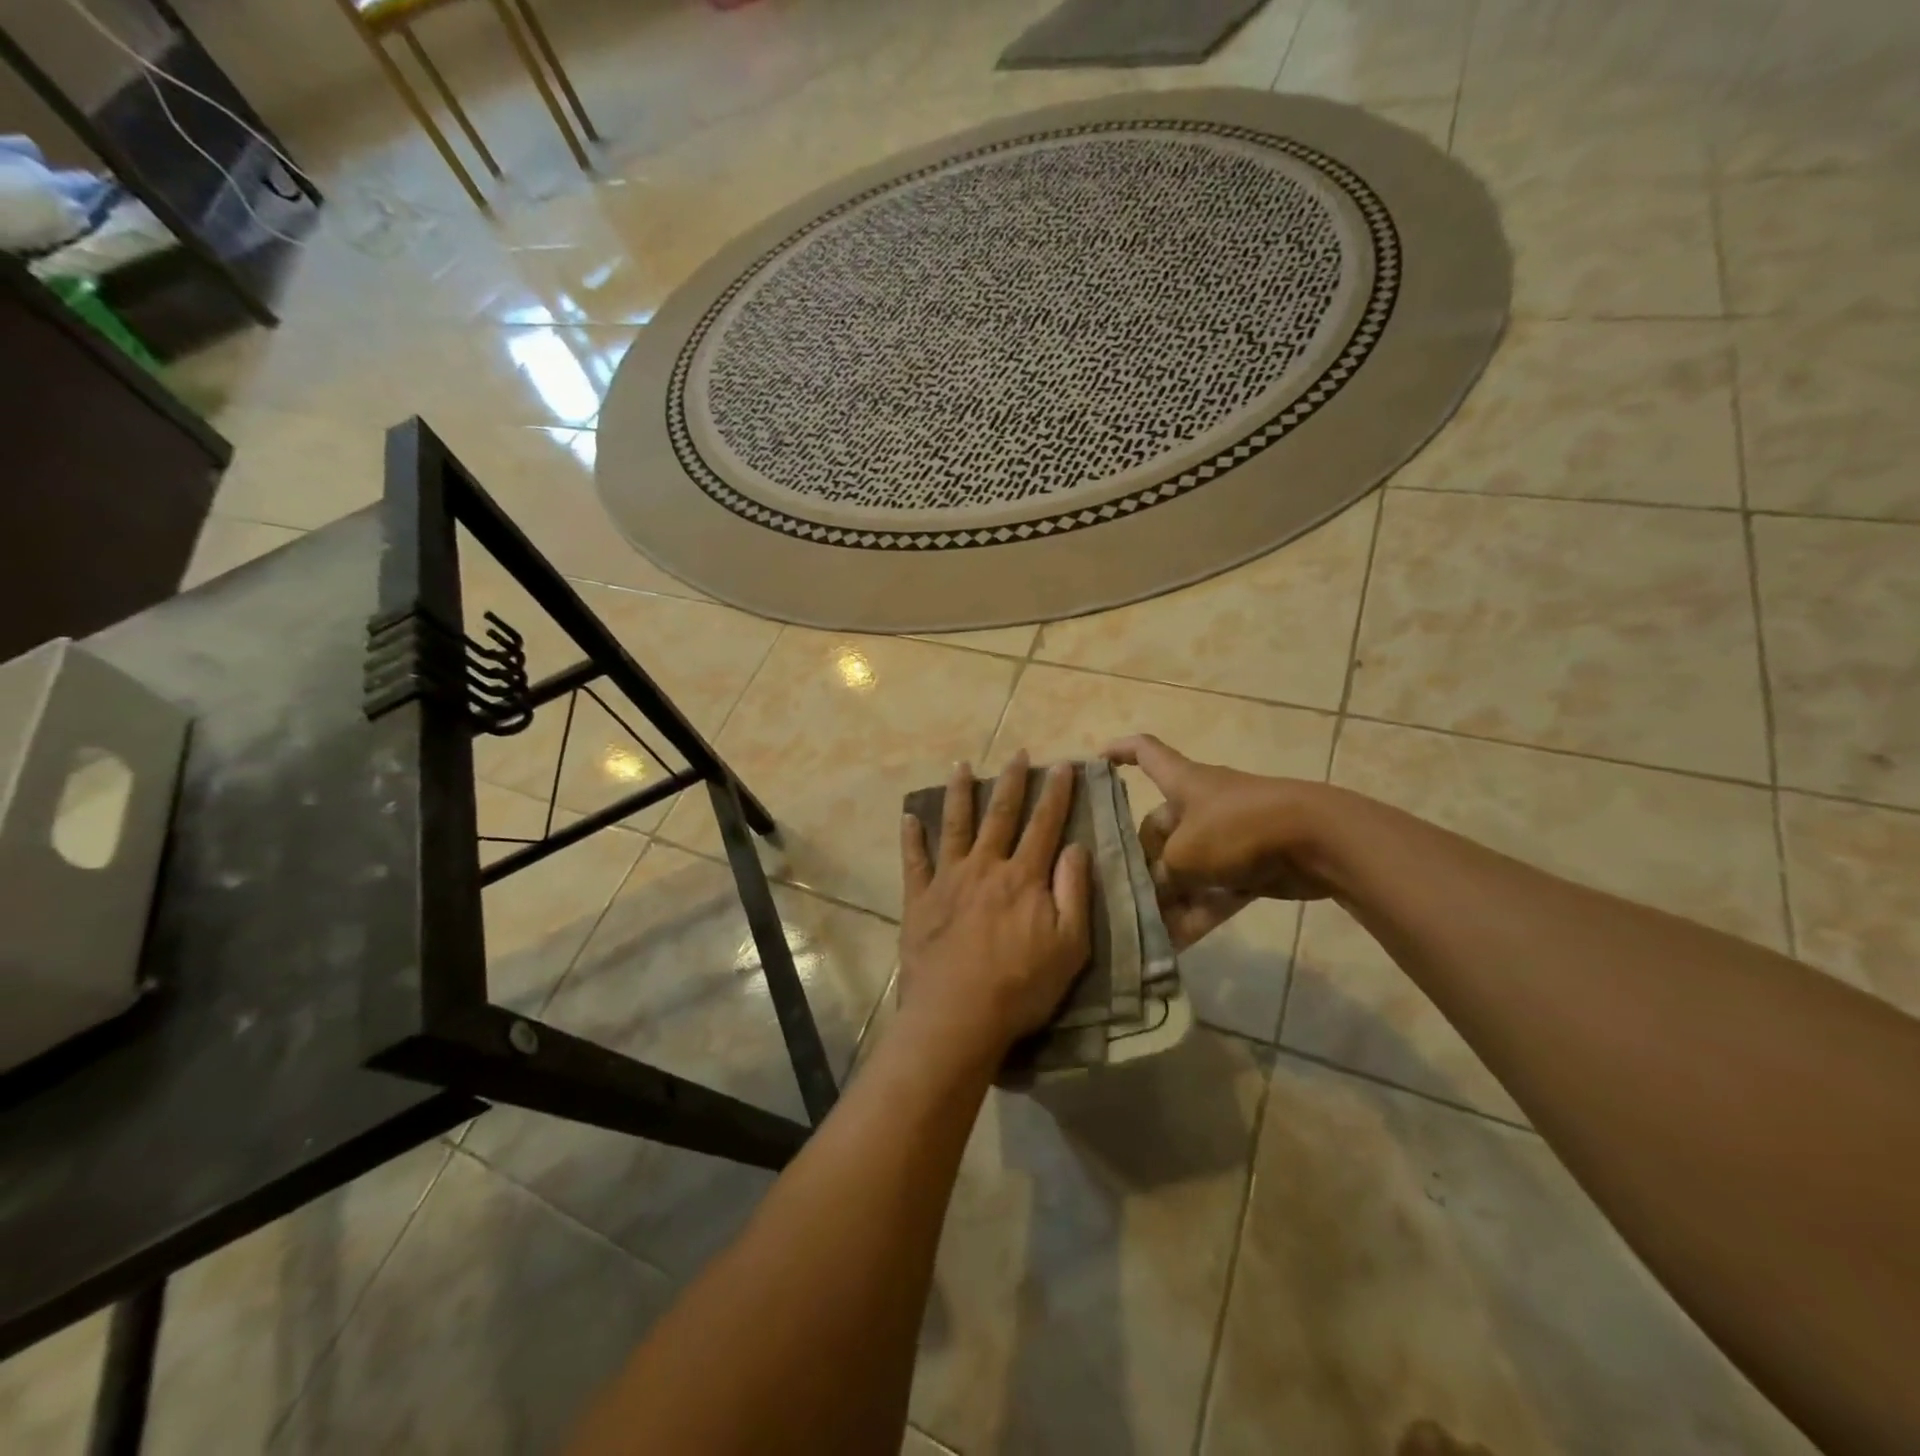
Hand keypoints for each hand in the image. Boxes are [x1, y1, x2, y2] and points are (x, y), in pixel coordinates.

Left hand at [899, 753, 1092, 1058]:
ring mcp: (948, 879)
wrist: (957, 1015)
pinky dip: (911, 837)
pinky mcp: (919, 899)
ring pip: (956, 825)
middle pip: (1001, 815)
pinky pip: (914, 860)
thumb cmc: (1021, 986)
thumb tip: (1077, 847)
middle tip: (1018, 753)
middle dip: (1012, 781)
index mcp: (1024, 877)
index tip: (1063, 765)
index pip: (1045, 825)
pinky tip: (909, 816)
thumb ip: (1074, 893)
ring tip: (961, 765)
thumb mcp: (1069, 946)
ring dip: (960, 793)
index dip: (1056, 793)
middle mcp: (985, 867)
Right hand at [1104, 734, 1337, 948]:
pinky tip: (1175, 944)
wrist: (1317, 841)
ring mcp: (1227, 836)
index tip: (1095, 763)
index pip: (1145, 752)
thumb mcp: (1183, 855)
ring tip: (1142, 926)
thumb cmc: (1237, 829)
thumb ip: (1160, 876)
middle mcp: (1200, 805)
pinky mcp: (1250, 867)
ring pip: (1186, 866)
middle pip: (1159, 828)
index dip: (1119, 752)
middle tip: (1119, 892)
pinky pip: (1213, 890)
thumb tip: (1152, 893)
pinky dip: (1197, 913)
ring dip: (1168, 896)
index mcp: (1182, 782)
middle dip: (1141, 861)